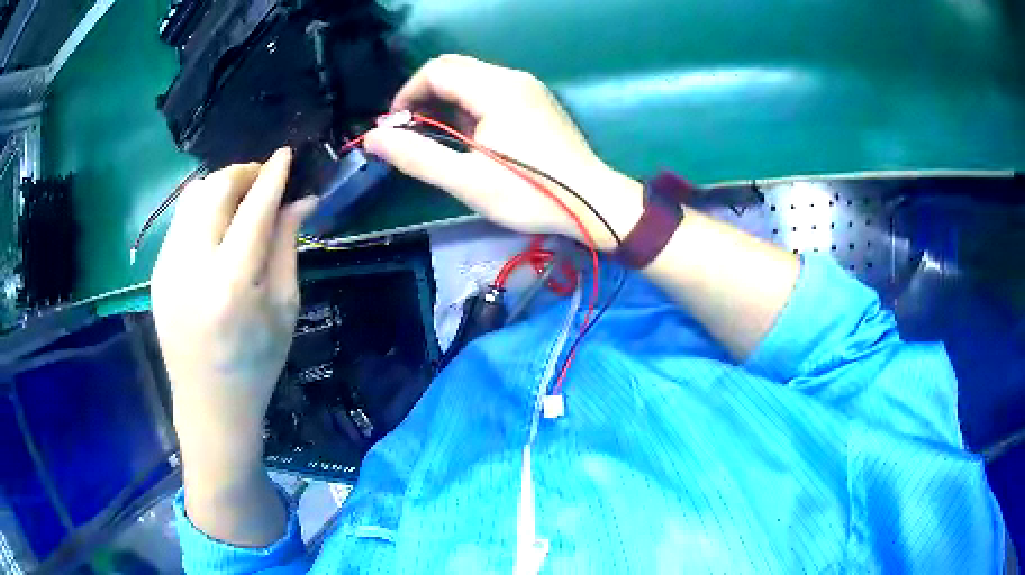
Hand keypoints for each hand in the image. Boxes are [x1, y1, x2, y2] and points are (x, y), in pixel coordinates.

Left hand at [151, 148, 314, 472]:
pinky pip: (180, 220)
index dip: (272, 175)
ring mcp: (167, 267)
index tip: (286, 153)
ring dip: (220, 186)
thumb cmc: (256, 363)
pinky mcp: (157, 272)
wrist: (209, 404)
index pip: (253, 209)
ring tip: (240, 198)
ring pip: (192, 198)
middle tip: (263, 178)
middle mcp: (192, 266)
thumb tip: (301, 199)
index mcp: (231, 283)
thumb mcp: (284, 308)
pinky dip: (203, 209)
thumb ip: (288, 247)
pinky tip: (217, 226)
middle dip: (242, 172)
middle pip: (214, 190)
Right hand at [364, 55, 642, 250]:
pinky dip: (469, 109)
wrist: (594, 203)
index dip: (407, 94)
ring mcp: (528, 88)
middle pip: (453, 70)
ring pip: (472, 81)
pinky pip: (491, 93)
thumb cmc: (530, 194)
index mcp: (495, 88)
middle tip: (413, 134)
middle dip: (424, 97)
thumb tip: (373, 137)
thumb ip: (416, 156)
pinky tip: (471, 140)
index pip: (435, 71)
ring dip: (446, 104)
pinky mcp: (537, 103)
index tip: (395, 128)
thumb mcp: (466, 180)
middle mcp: (512, 78)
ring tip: (440, 142)